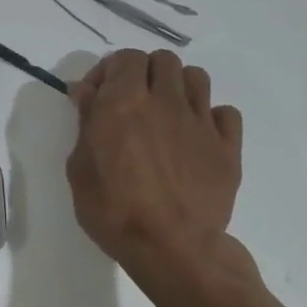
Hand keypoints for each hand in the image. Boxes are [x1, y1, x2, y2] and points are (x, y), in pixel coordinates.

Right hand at [67, 49, 249, 289]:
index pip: (125, 58)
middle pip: (163, 60)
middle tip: (131, 102)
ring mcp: (201, 122)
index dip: (109, 71)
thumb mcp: (79, 168)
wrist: (171, 247)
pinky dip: (210, 118)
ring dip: (177, 87)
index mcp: (124, 103)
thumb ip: (86, 123)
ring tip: (165, 114)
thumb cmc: (113, 211)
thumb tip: (87, 93)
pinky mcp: (227, 147)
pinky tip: (195, 138)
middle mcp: (165, 102)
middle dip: (144, 73)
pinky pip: (225, 113)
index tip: (96, 97)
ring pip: (196, 77)